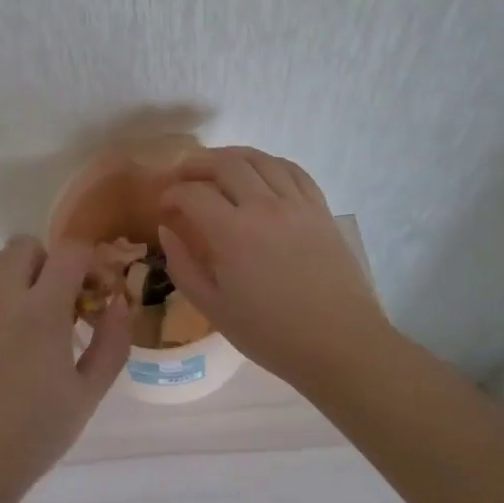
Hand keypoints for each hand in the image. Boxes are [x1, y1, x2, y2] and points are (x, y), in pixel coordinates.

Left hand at [0, 236, 131, 502]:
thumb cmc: (31, 436)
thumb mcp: (86, 396)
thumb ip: (111, 343)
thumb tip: (119, 304)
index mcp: (41, 312)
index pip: (70, 252)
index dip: (89, 263)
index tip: (95, 293)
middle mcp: (1, 297)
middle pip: (26, 245)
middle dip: (50, 262)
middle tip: (59, 301)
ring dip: (14, 271)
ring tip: (24, 309)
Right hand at [158, 147, 390, 385]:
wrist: (339, 345)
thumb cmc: (271, 334)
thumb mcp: (213, 308)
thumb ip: (182, 265)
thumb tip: (167, 229)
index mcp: (232, 233)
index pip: (192, 193)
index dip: (171, 194)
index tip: (163, 206)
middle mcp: (264, 206)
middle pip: (225, 164)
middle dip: (196, 165)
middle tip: (183, 178)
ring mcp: (297, 204)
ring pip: (260, 159)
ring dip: (231, 157)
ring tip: (217, 168)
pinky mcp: (320, 209)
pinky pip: (293, 171)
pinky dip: (270, 164)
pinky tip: (260, 174)